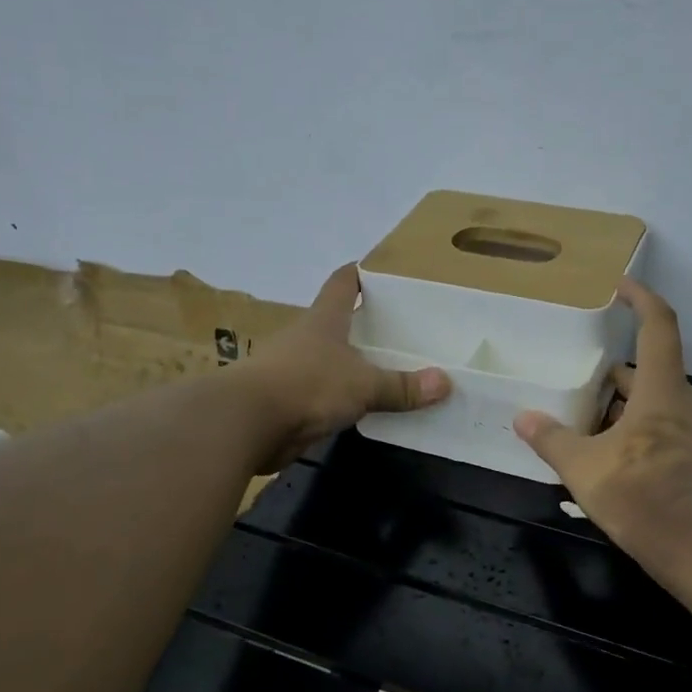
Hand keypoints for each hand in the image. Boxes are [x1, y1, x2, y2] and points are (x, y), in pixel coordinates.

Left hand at [236, 263, 449, 473]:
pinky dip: (339, 399)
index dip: (360, 273)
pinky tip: (361, 408)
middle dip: (362, 324)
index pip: (343, 283)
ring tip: (386, 371)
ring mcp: (291, 370)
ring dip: (350, 365)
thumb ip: (401, 386)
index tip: (378, 268)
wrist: (246, 423)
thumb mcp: (363, 385)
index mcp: (324, 320)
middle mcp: (305, 339)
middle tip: (398, 329)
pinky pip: (320, 395)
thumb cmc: (307, 385)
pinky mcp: (285, 402)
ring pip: (327, 361)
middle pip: (336, 322)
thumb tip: (445, 383)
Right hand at [514, 280, 691, 596]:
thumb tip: (523, 419)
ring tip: (580, 421)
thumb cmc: (643, 495)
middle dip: (611, 372)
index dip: (640, 298)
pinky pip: (660, 429)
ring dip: (619, 407)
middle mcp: (684, 402)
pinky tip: (603, 456)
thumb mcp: (584, 468)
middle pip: (648, 370)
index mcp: (662, 389)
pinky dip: (632, 431)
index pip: (658, 325)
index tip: (619, 286)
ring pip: (652, 403)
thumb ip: (552, 440)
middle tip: (576, 377)